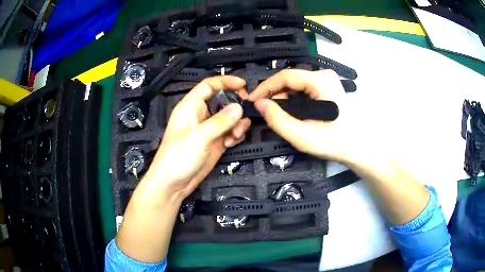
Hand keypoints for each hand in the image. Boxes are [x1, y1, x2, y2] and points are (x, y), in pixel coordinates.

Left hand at [143, 76, 250, 199]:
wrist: (173, 183)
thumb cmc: (178, 157)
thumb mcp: (198, 137)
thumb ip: (220, 121)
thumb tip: (239, 107)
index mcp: (191, 107)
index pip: (209, 85)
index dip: (225, 81)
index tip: (243, 85)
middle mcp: (201, 115)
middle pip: (223, 100)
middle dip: (236, 105)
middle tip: (246, 113)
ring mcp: (209, 129)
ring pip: (229, 117)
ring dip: (237, 123)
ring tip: (236, 135)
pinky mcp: (215, 142)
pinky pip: (230, 131)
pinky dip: (235, 135)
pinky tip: (231, 143)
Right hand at [248, 69, 371, 163]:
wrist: (358, 147)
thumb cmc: (334, 142)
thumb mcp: (302, 136)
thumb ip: (278, 119)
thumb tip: (259, 104)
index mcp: (320, 81)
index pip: (285, 76)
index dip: (265, 87)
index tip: (252, 101)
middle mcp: (324, 75)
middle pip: (290, 79)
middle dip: (274, 95)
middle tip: (265, 112)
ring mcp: (327, 80)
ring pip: (296, 85)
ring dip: (284, 99)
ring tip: (278, 116)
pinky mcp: (328, 87)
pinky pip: (304, 89)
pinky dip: (294, 100)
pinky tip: (292, 113)